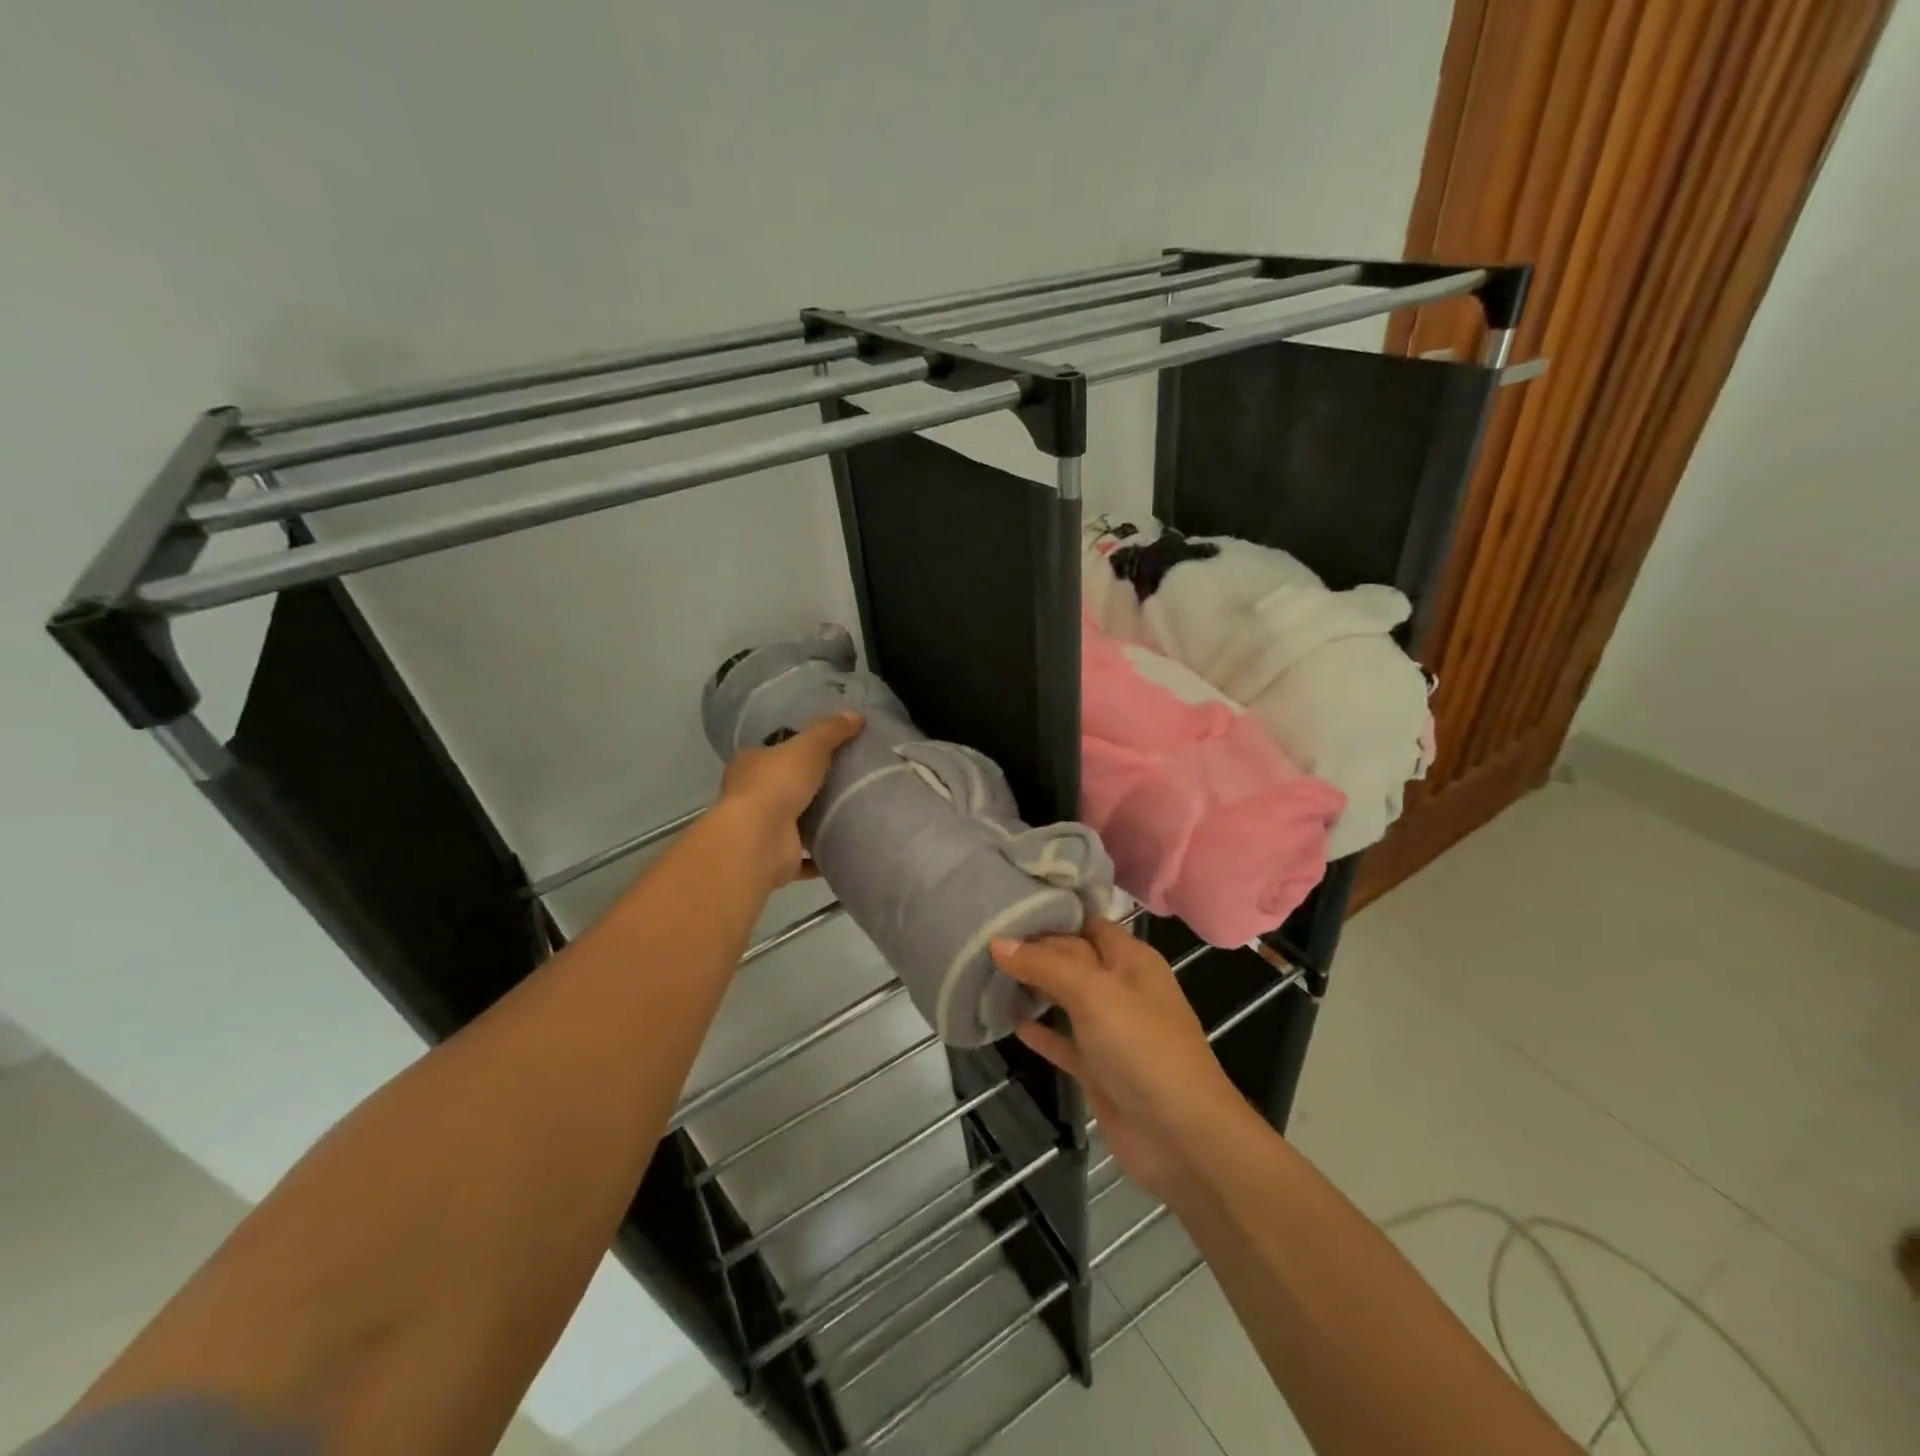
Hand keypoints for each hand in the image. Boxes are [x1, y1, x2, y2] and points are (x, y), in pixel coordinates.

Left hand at [717, 712, 863, 889]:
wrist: (759, 838)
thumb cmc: (778, 782)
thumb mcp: (809, 746)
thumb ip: (831, 731)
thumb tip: (857, 715)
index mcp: (751, 765)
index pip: (772, 753)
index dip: (793, 750)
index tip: (822, 751)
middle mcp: (751, 796)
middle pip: (782, 788)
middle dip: (806, 787)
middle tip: (844, 781)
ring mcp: (763, 830)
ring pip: (792, 823)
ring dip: (814, 822)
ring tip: (850, 813)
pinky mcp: (778, 858)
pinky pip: (804, 858)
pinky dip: (820, 856)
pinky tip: (844, 849)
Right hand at [991, 919, 1246, 1200]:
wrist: (1182, 1138)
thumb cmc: (1143, 1049)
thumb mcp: (1094, 994)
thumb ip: (1045, 965)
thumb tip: (997, 941)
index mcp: (1131, 960)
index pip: (1086, 924)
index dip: (1051, 915)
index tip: (1005, 908)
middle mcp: (1121, 988)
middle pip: (1071, 959)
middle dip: (1034, 951)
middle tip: (983, 938)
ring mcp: (1110, 1031)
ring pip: (1065, 999)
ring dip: (1033, 989)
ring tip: (986, 975)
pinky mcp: (1098, 1069)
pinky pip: (1063, 1041)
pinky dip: (1040, 1032)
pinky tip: (1009, 1023)